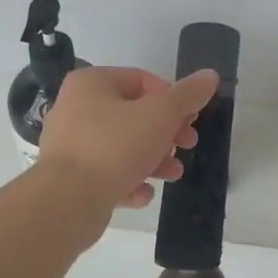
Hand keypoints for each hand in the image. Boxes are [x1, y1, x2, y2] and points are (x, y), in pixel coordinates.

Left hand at [37, 65, 220, 210]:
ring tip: (173, 174)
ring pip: (122, 146)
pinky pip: (107, 173)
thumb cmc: (115, 146)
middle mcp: (75, 108)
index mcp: (91, 83)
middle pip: (133, 114)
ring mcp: (70, 144)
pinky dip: (128, 181)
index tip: (190, 120)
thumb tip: (210, 76)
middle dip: (165, 132)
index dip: (172, 98)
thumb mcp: (161, 115)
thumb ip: (187, 95)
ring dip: (152, 159)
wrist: (67, 201)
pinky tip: (143, 194)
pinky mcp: (70, 177)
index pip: (141, 80)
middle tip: (187, 145)